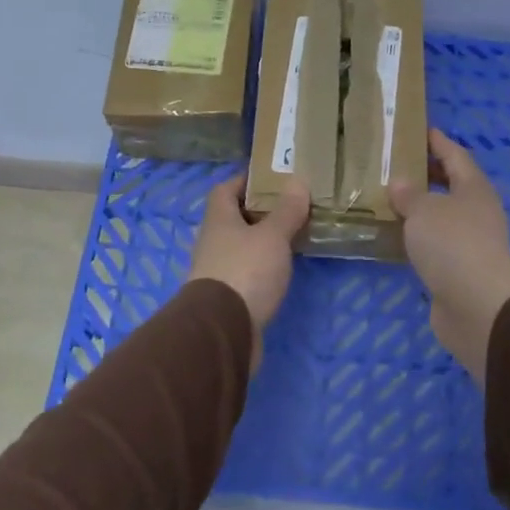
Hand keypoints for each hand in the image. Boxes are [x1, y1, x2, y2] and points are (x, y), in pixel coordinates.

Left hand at [188, 175, 310, 356]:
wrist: (222, 331)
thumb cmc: (245, 271)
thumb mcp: (272, 237)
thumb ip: (286, 211)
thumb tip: (297, 181)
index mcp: (218, 220)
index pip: (225, 189)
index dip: (245, 181)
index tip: (271, 178)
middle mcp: (212, 242)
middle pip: (233, 218)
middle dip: (259, 212)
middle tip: (290, 207)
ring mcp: (216, 271)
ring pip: (240, 247)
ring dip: (261, 242)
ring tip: (292, 238)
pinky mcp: (226, 298)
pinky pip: (246, 272)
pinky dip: (262, 268)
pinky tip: (281, 271)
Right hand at [390, 129, 509, 380]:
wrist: (477, 305)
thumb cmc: (452, 244)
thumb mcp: (424, 211)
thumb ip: (409, 195)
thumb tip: (400, 183)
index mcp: (474, 188)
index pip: (455, 156)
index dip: (438, 142)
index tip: (422, 130)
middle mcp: (477, 211)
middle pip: (452, 185)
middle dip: (429, 174)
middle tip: (399, 165)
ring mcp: (471, 242)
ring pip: (444, 216)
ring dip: (422, 208)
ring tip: (392, 199)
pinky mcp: (460, 269)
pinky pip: (437, 243)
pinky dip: (420, 236)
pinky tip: (398, 237)